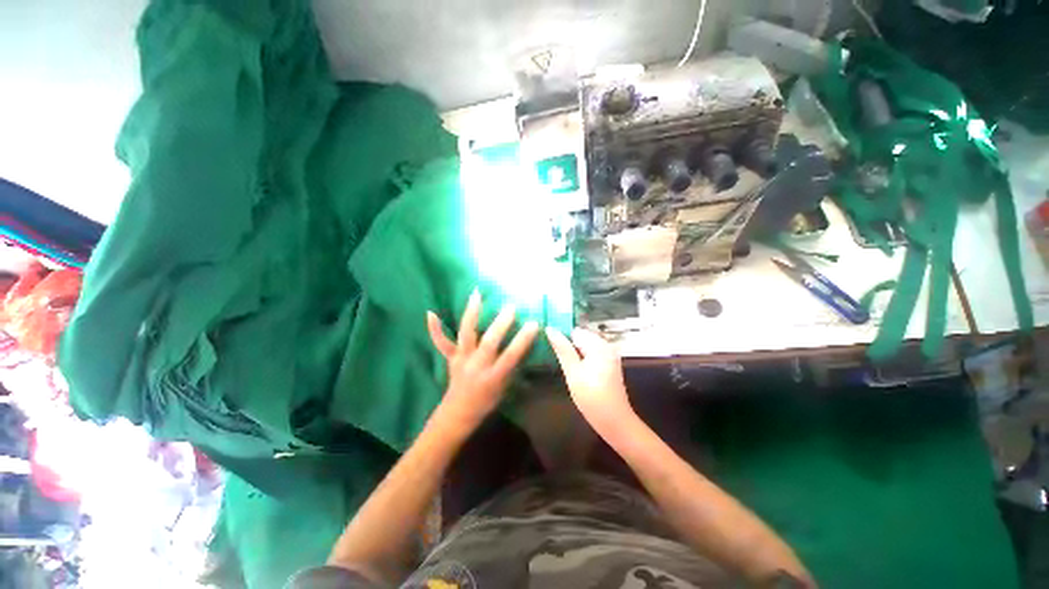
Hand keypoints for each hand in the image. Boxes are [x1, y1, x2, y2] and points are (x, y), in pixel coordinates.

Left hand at [427, 289, 539, 433]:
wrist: (459, 413)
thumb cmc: (487, 401)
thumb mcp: (505, 388)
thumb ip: (511, 366)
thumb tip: (521, 343)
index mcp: (493, 377)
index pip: (510, 356)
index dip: (522, 340)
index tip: (534, 324)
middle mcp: (476, 366)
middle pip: (488, 343)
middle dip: (501, 324)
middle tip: (511, 307)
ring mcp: (461, 360)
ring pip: (466, 335)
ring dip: (471, 314)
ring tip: (476, 295)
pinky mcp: (450, 357)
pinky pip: (442, 343)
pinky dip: (436, 329)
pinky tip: (431, 313)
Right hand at [545, 327, 633, 431]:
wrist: (615, 422)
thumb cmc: (592, 397)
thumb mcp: (573, 372)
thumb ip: (562, 349)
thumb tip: (550, 329)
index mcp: (599, 344)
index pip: (574, 331)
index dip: (561, 337)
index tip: (549, 347)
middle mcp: (606, 345)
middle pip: (580, 338)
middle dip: (567, 346)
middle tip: (556, 360)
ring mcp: (609, 355)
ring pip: (584, 347)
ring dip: (573, 354)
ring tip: (565, 367)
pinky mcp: (608, 364)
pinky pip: (590, 354)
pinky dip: (581, 360)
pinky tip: (575, 372)